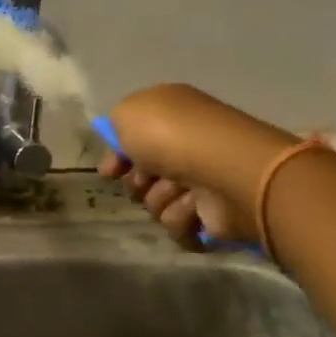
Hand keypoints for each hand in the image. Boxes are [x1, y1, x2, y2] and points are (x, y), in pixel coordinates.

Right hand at [99, 84, 293, 246]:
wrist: (224, 171)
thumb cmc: (172, 135)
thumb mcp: (128, 112)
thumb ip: (116, 123)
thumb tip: (126, 147)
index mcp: (169, 115)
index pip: (134, 138)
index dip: (117, 155)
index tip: (110, 170)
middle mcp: (186, 145)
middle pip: (142, 174)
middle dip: (138, 181)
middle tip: (148, 177)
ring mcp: (201, 180)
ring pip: (156, 200)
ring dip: (161, 197)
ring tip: (179, 189)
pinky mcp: (212, 213)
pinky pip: (177, 223)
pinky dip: (181, 217)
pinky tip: (194, 206)